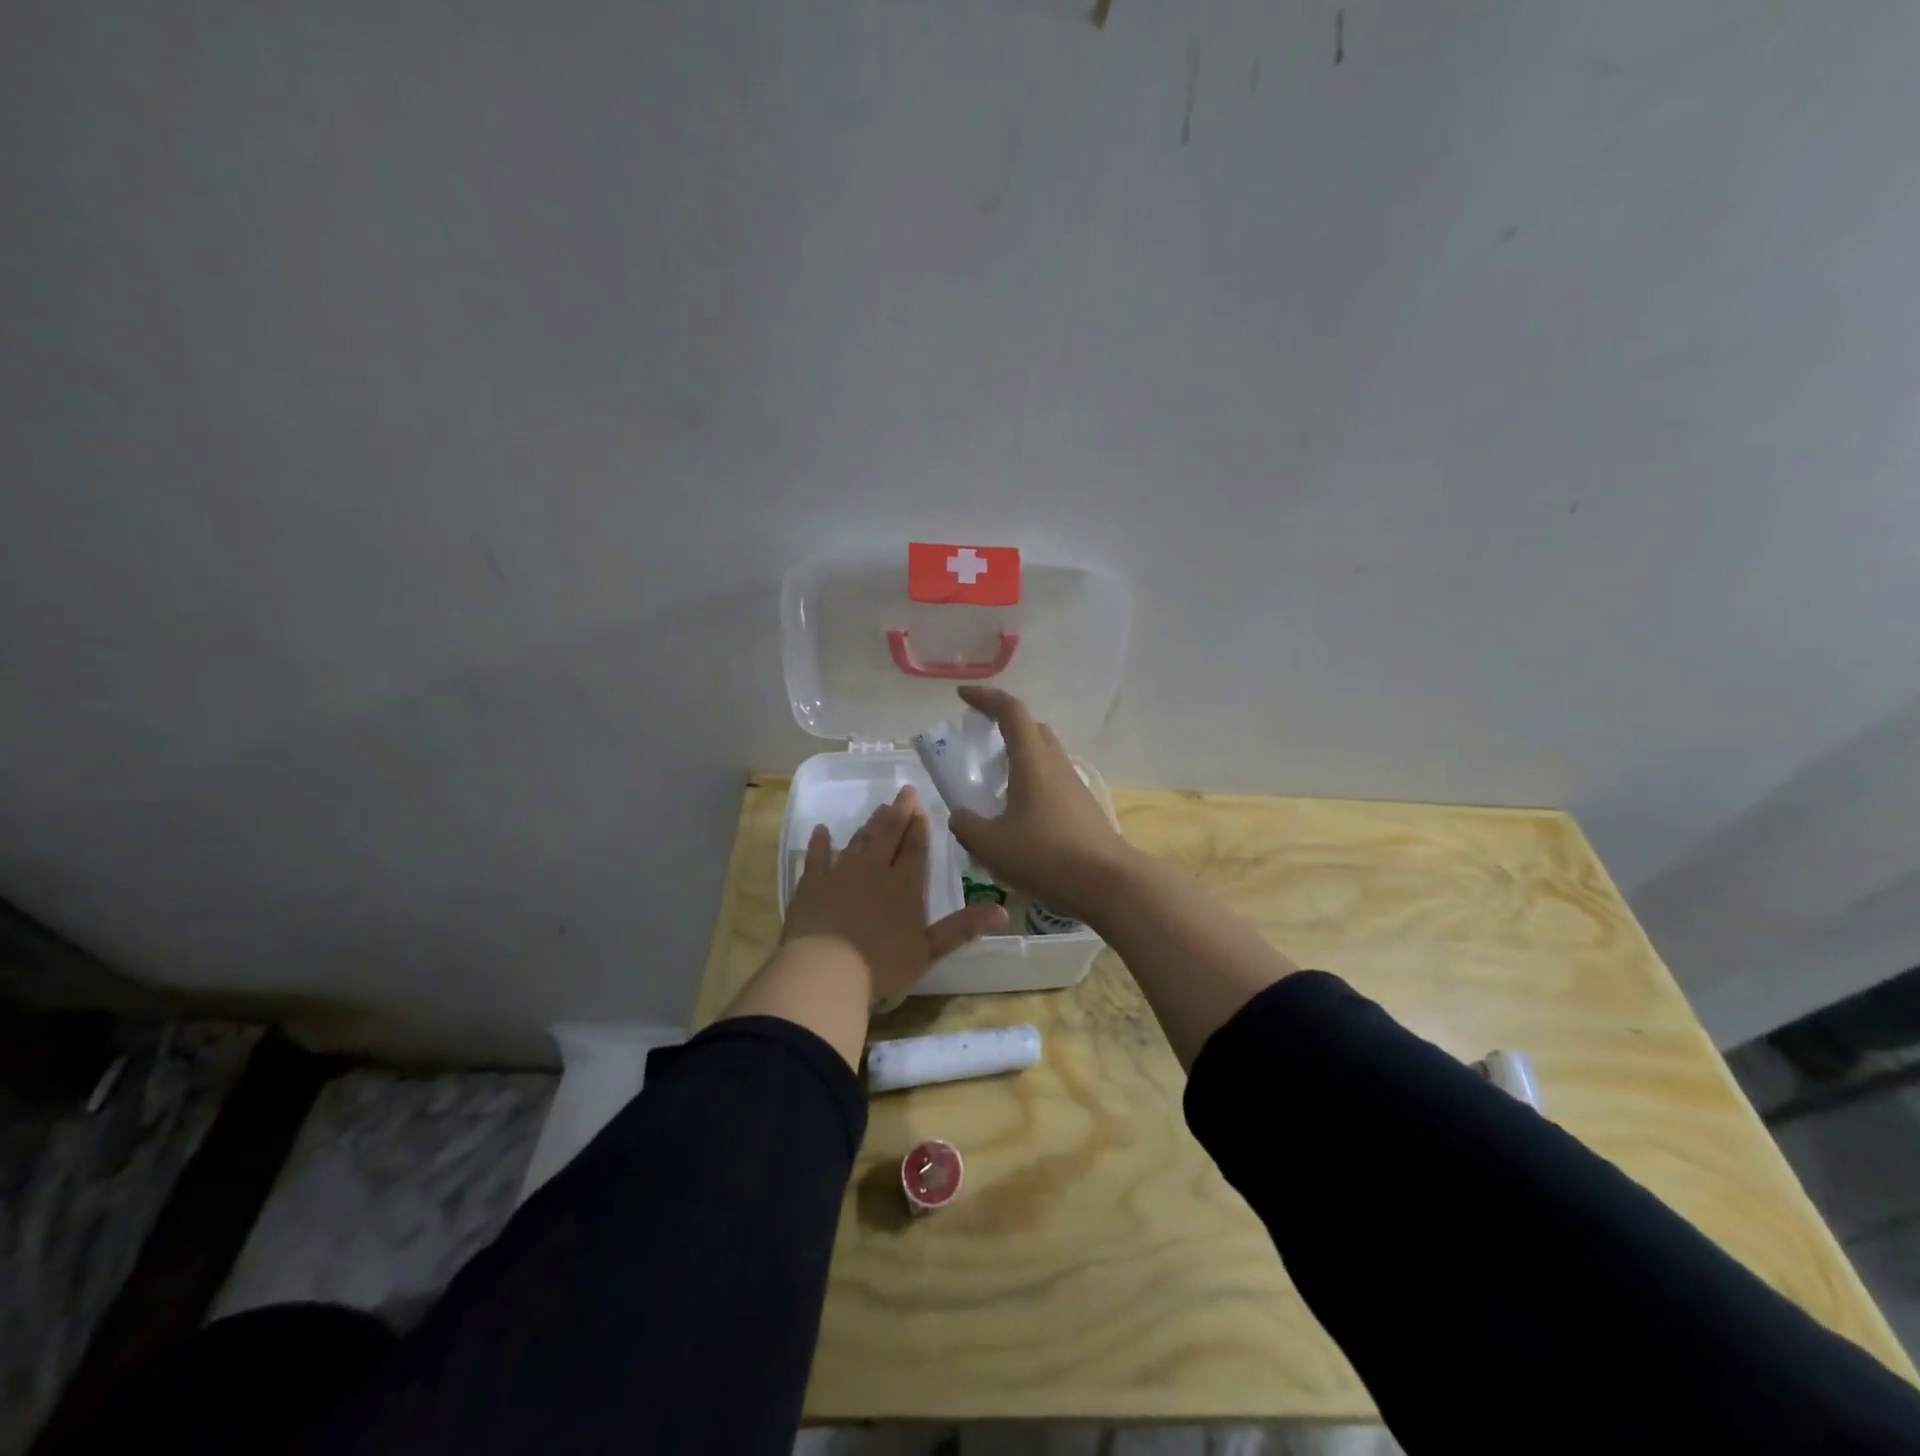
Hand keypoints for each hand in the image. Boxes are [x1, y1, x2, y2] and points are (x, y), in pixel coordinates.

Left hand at [783, 786, 1006, 1005]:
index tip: (921, 806)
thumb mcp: (929, 950)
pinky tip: (821, 830)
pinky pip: (817, 856)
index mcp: (905, 885)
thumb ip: (963, 928)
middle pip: (888, 834)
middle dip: (898, 812)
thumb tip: (1003, 912)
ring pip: (858, 841)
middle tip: (904, 791)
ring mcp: (841, 873)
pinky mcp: (812, 883)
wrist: (825, 969)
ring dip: (869, 824)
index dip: (919, 827)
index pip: (915, 848)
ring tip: (878, 808)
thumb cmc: (882, 964)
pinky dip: (820, 842)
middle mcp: (874, 870)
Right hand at [946, 685, 1134, 922]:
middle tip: (979, 741)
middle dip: (1004, 725)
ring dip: (1019, 757)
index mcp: (1032, 760)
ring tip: (994, 782)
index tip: (963, 696)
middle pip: (1032, 729)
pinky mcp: (1083, 808)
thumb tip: (960, 815)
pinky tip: (1018, 813)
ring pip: (1044, 756)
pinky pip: (1052, 781)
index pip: (1010, 711)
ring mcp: (1074, 785)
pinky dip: (1031, 782)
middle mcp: (1055, 764)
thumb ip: (967, 825)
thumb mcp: (991, 844)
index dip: (986, 698)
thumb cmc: (1045, 855)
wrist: (1108, 883)